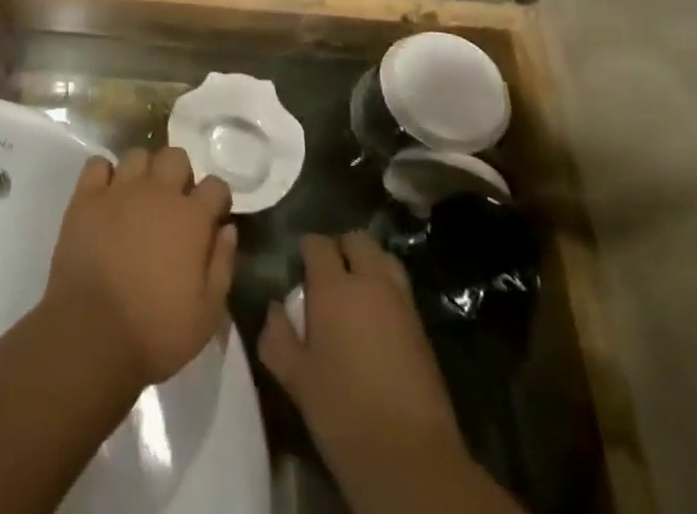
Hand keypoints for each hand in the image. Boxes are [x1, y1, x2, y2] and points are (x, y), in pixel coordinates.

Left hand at [44, 148, 236, 390]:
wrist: (91, 335)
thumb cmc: (156, 331)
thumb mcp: (207, 313)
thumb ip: (222, 265)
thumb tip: (227, 229)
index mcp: (191, 217)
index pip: (216, 185)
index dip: (217, 200)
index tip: (212, 218)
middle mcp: (158, 192)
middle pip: (176, 157)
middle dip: (180, 175)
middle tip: (173, 205)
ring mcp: (119, 190)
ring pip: (138, 155)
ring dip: (143, 172)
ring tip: (139, 198)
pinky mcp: (86, 197)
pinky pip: (97, 164)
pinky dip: (103, 175)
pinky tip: (106, 196)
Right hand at [259, 233, 488, 513]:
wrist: (411, 457)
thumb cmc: (344, 413)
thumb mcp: (296, 378)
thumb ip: (277, 336)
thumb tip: (274, 309)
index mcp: (334, 287)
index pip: (317, 244)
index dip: (306, 248)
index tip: (298, 265)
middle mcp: (369, 282)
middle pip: (357, 240)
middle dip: (341, 248)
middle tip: (327, 274)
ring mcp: (401, 302)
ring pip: (384, 259)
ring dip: (368, 264)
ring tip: (354, 292)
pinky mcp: (422, 327)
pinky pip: (400, 289)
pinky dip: (386, 290)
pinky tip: (375, 320)